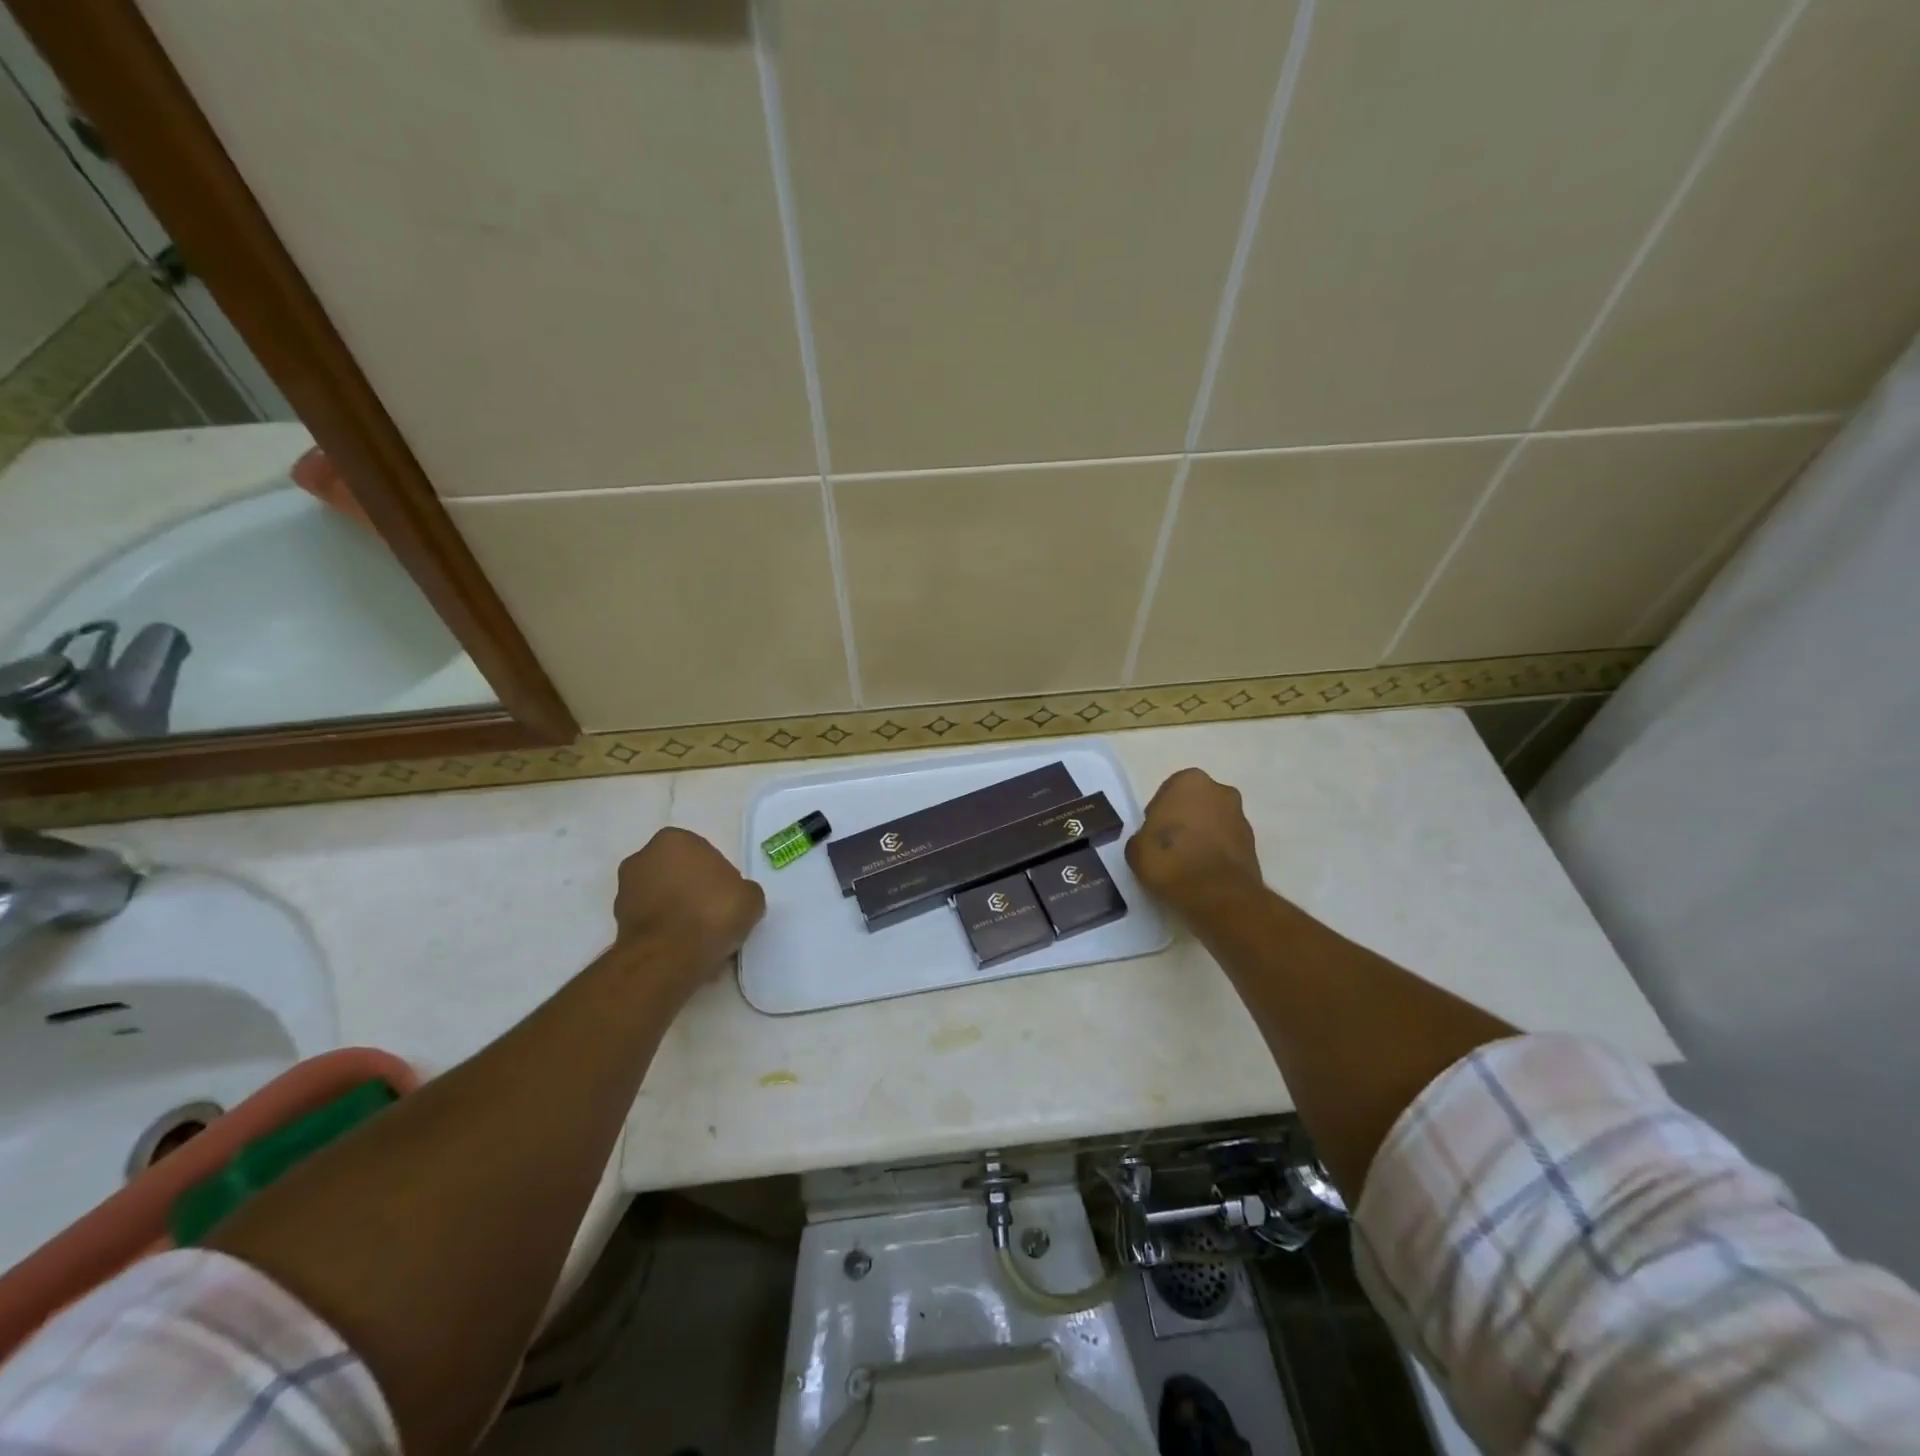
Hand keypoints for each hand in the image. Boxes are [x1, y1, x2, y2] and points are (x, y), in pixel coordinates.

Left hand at [611, 828, 765, 983]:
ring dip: (677, 912)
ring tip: (699, 937)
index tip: (727, 898)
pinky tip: (683, 949)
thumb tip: (736, 898)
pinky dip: (665, 931)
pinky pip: (652, 922)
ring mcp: (625, 890)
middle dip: (693, 891)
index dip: (718, 876)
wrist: (668, 957)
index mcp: (674, 839)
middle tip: (714, 915)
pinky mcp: (617, 922)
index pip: (703, 854)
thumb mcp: (750, 897)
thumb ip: (743, 890)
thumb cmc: (712, 912)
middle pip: (678, 873)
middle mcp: (643, 857)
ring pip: (662, 898)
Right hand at [1126, 768, 1262, 911]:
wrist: (1218, 896)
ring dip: (1201, 836)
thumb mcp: (1136, 848)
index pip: (1166, 793)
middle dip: (1184, 821)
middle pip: (1194, 804)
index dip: (1158, 816)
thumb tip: (1151, 842)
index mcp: (1190, 781)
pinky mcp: (1254, 844)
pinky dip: (1215, 853)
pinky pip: (1225, 843)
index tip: (1152, 837)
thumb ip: (1143, 836)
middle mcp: (1220, 791)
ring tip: (1185, 865)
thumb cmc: (1171, 861)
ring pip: (1212, 822)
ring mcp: (1241, 817)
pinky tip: (1202, 874)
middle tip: (1168, 848)